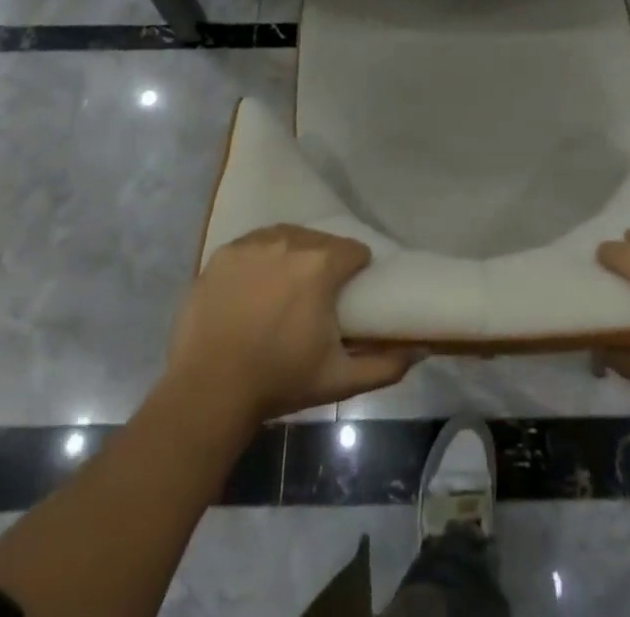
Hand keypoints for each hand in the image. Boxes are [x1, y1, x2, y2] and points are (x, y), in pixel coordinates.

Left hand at [165, 224, 415, 423]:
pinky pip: (253, 245)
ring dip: (293, 255)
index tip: (351, 292)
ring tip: (287, 286)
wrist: (208, 391)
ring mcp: (252, 244)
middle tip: (318, 295)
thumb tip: (421, 351)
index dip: (357, 270)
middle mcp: (289, 241)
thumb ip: (385, 365)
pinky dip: (260, 258)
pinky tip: (256, 285)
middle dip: (324, 262)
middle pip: (320, 241)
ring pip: (286, 237)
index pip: (354, 251)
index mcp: (322, 264)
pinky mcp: (223, 253)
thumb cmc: (279, 381)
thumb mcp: (338, 379)